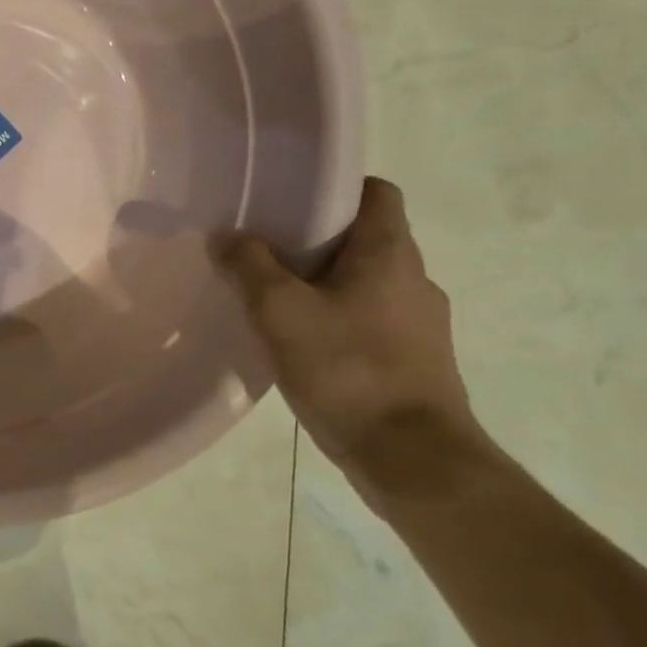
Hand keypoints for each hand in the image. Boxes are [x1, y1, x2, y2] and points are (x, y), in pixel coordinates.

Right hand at [214, 178, 485, 496]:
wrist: (412, 459)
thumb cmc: (347, 369)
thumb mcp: (280, 311)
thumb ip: (249, 265)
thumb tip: (227, 234)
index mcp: (390, 253)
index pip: (375, 192)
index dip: (334, 187)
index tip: (288, 200)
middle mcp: (414, 279)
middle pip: (364, 238)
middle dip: (314, 239)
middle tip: (262, 249)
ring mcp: (420, 324)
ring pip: (364, 282)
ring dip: (322, 283)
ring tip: (272, 299)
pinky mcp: (414, 360)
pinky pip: (368, 320)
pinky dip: (335, 318)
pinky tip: (299, 342)